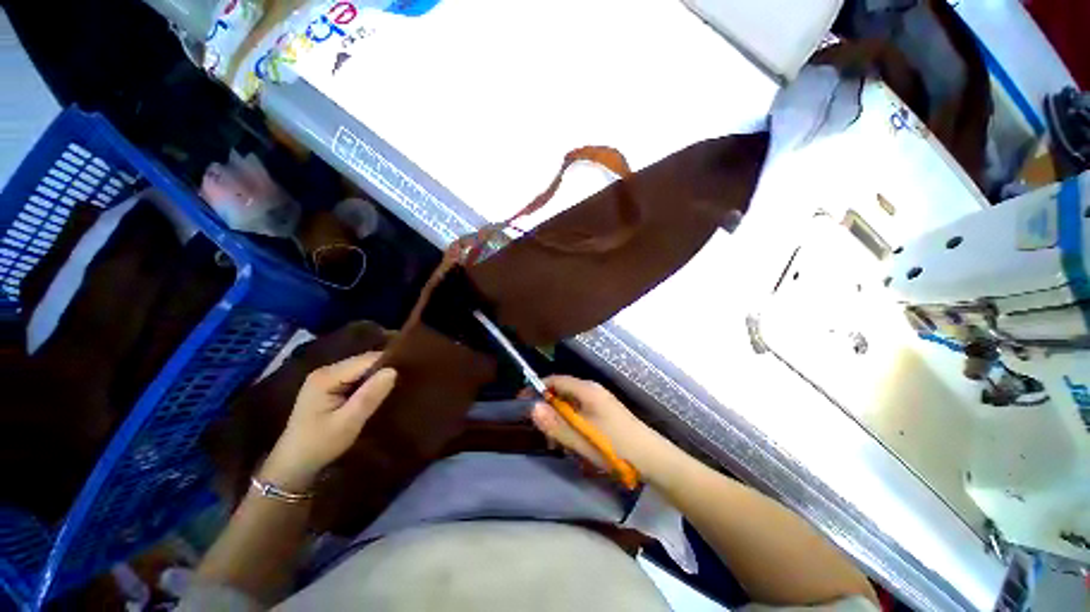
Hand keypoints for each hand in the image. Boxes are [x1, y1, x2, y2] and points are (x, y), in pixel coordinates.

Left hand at [261, 352, 396, 491]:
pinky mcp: (329, 387)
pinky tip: (379, 392)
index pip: (366, 360)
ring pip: (362, 369)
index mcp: (327, 376)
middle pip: (364, 362)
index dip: (388, 364)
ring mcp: (326, 378)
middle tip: (406, 380)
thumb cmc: (319, 445)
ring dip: (378, 377)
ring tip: (398, 385)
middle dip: (384, 370)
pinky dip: (370, 383)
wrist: (293, 466)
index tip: (410, 372)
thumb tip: (393, 370)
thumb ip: (369, 396)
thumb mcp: (348, 423)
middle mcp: (326, 371)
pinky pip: (356, 378)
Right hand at [530, 375, 678, 484]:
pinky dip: (572, 426)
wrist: (652, 458)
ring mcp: (599, 402)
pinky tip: (574, 445)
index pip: (555, 380)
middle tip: (545, 436)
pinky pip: (580, 414)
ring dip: (560, 423)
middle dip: (549, 412)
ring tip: (559, 445)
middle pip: (562, 393)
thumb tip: (532, 408)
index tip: (522, 402)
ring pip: (570, 406)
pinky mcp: (604, 413)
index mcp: (586, 390)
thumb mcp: (581, 438)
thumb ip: (556, 424)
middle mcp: (592, 391)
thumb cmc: (615, 445)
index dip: (537, 388)